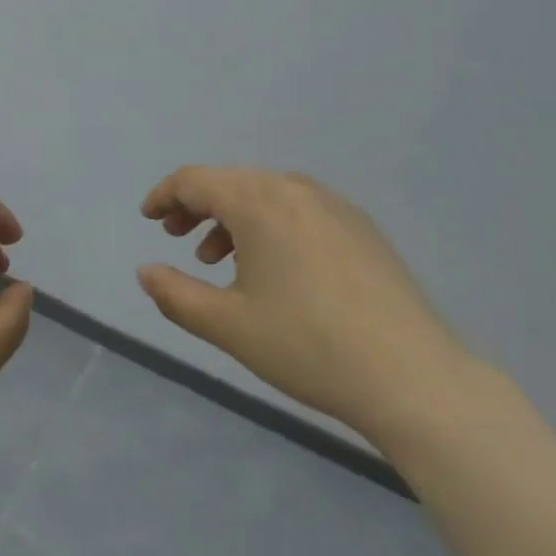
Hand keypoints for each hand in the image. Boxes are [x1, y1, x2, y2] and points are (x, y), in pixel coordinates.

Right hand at [138, 167, 470, 442]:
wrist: (410, 375)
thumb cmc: (306, 346)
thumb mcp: (228, 325)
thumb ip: (175, 294)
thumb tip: (145, 271)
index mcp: (258, 200)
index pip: (195, 180)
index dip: (164, 195)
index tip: (148, 218)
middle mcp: (293, 188)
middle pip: (230, 182)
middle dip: (196, 205)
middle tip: (176, 237)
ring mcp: (332, 204)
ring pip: (265, 195)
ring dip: (232, 217)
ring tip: (218, 259)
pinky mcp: (359, 225)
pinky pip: (298, 209)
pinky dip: (269, 225)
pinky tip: (272, 267)